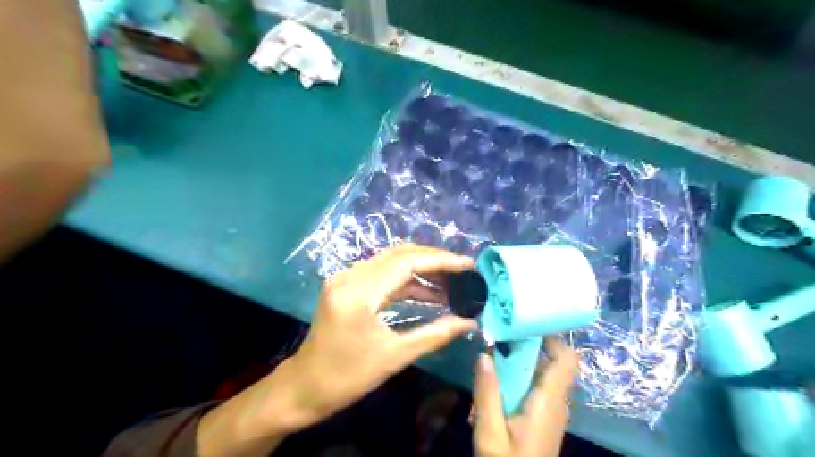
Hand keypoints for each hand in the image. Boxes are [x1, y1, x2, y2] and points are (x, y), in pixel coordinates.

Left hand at [200, 246, 474, 456]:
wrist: (305, 386)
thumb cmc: (348, 377)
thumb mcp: (395, 357)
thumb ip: (435, 334)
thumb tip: (469, 322)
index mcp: (359, 293)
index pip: (407, 262)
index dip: (441, 260)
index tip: (467, 264)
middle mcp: (350, 276)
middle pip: (399, 254)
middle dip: (434, 260)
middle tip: (462, 271)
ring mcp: (346, 277)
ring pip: (391, 261)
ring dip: (421, 269)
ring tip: (451, 283)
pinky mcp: (347, 284)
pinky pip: (382, 274)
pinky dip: (406, 280)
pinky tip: (428, 292)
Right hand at [473, 339, 578, 456]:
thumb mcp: (490, 432)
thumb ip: (487, 392)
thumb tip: (484, 354)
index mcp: (548, 401)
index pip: (567, 360)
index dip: (554, 337)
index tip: (528, 322)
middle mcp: (556, 402)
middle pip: (554, 362)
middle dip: (530, 344)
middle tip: (502, 333)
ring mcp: (552, 410)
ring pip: (545, 373)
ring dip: (523, 360)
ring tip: (495, 352)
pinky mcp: (544, 417)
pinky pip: (537, 386)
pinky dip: (521, 376)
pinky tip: (498, 380)